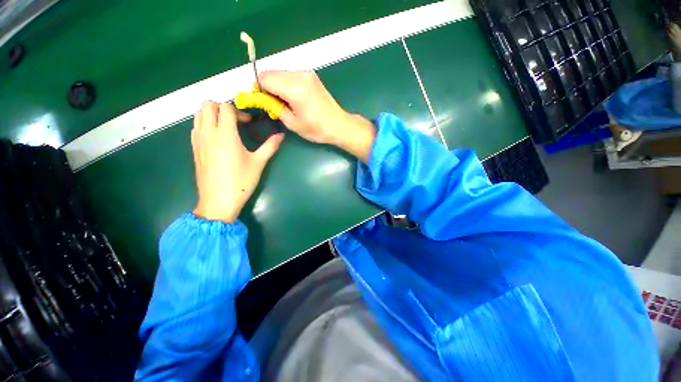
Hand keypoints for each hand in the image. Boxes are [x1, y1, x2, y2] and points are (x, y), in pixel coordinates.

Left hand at [192, 101, 283, 222]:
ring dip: (212, 114)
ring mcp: (198, 140)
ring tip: (226, 127)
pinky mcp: (194, 149)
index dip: (239, 112)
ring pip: (198, 114)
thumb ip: (270, 146)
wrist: (219, 200)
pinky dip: (205, 124)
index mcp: (225, 134)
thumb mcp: (259, 163)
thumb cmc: (241, 181)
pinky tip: (217, 139)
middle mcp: (208, 132)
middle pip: (207, 105)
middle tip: (236, 121)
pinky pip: (196, 127)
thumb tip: (281, 135)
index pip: (225, 108)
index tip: (248, 123)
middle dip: (222, 108)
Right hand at [259, 71, 375, 161]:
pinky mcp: (311, 75)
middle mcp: (300, 75)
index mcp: (295, 89)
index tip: (261, 101)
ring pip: (280, 73)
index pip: (264, 78)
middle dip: (266, 86)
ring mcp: (307, 73)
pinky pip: (290, 75)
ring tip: (284, 102)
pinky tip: (292, 97)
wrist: (338, 125)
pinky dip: (286, 83)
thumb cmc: (317, 129)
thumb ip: (274, 107)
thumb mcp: (292, 123)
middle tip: (272, 103)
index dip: (258, 88)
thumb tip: (262, 98)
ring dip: (276, 84)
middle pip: (271, 72)